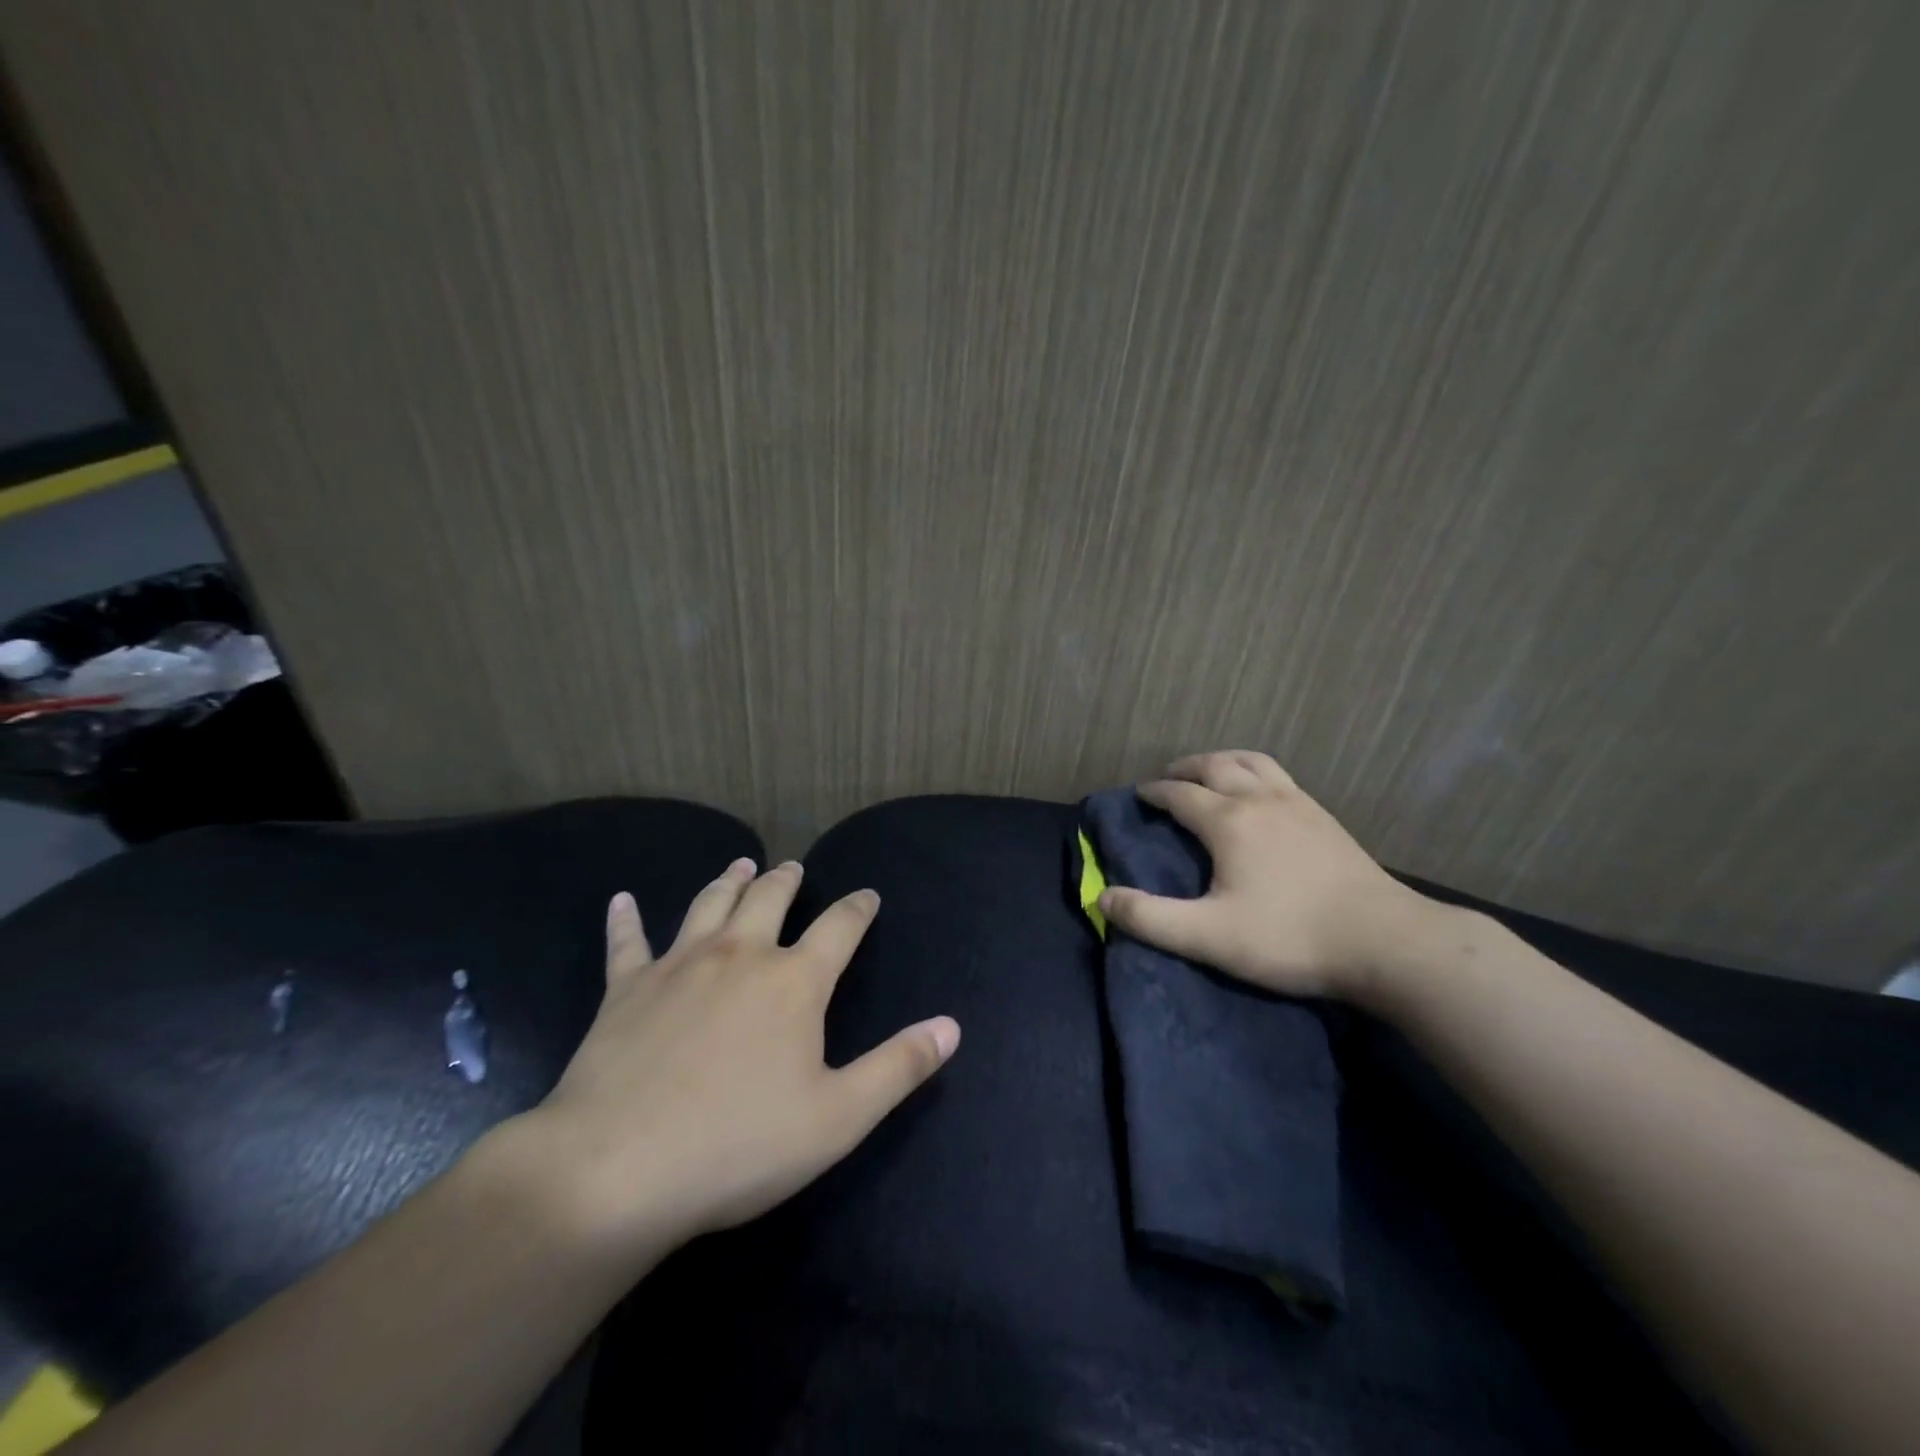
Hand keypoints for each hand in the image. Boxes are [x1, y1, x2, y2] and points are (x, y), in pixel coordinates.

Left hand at [511, 859, 959, 1267]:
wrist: (618, 1170)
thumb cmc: (738, 1145)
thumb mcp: (839, 1117)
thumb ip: (899, 1066)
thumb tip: (952, 1026)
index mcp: (794, 982)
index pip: (840, 927)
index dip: (858, 908)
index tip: (868, 895)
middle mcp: (740, 955)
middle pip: (769, 899)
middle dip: (786, 880)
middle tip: (793, 868)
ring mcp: (679, 965)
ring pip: (709, 905)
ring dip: (728, 881)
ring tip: (740, 864)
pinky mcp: (626, 988)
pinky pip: (627, 942)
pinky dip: (625, 918)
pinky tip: (621, 900)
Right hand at [1097, 750, 1431, 1001]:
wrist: (1385, 942)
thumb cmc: (1289, 937)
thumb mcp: (1209, 936)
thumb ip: (1150, 918)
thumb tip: (1101, 897)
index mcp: (1228, 821)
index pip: (1180, 794)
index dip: (1155, 793)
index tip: (1139, 795)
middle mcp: (1260, 799)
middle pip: (1216, 766)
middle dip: (1186, 768)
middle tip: (1168, 777)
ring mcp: (1299, 804)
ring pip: (1253, 762)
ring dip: (1223, 760)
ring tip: (1211, 771)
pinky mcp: (1325, 817)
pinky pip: (1281, 776)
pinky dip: (1257, 772)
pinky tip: (1262, 793)